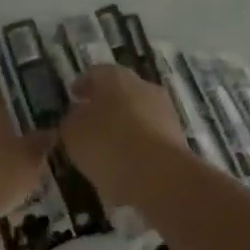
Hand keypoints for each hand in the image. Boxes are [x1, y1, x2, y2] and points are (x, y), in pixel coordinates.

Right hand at [59, 64, 187, 205]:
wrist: (159, 175)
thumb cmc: (107, 144)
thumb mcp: (73, 133)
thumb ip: (71, 121)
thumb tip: (78, 118)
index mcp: (116, 77)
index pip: (95, 73)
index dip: (82, 85)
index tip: (73, 97)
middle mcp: (144, 88)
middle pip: (120, 93)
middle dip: (104, 107)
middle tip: (88, 123)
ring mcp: (165, 113)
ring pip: (137, 116)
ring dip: (122, 129)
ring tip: (104, 151)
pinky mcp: (177, 139)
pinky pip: (149, 139)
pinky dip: (136, 149)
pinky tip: (123, 168)